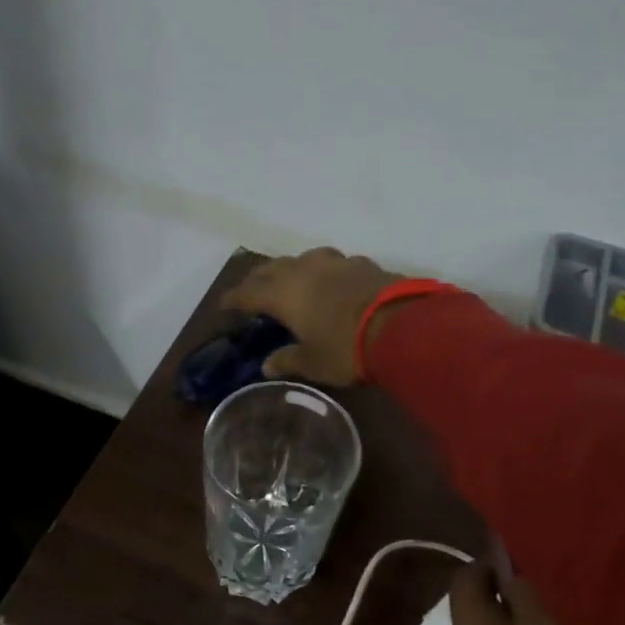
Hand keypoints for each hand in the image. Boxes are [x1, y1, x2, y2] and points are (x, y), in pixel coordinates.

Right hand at [220, 248, 404, 386]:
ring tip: (293, 279)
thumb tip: (268, 365)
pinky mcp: (363, 264)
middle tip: (253, 289)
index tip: (224, 303)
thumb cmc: (345, 348)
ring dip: (293, 268)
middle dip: (259, 278)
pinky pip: (335, 264)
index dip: (234, 298)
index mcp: (283, 293)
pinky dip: (325, 272)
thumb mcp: (313, 363)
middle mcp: (304, 270)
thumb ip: (288, 360)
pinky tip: (333, 282)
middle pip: (273, 268)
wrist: (401, 327)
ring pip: (304, 258)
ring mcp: (336, 263)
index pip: (248, 292)